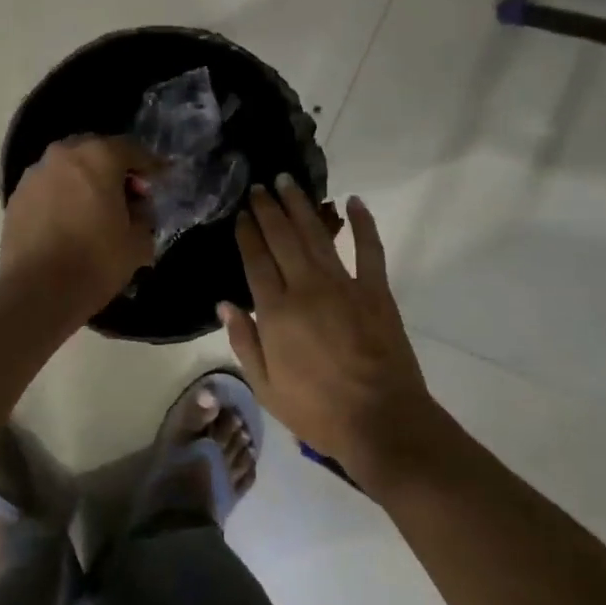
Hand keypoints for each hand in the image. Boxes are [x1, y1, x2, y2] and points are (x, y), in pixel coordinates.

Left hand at [0, 136, 159, 315]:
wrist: (36, 293)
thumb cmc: (95, 262)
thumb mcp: (138, 242)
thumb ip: (144, 215)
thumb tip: (136, 208)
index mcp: (98, 157)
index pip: (132, 149)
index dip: (150, 165)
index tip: (160, 181)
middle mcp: (63, 155)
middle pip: (96, 152)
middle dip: (115, 169)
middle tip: (128, 195)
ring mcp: (34, 175)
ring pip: (69, 169)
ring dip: (86, 182)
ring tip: (97, 211)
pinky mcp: (16, 198)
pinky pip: (49, 188)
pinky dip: (63, 197)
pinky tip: (70, 223)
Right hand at [221, 177, 437, 486]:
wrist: (381, 422)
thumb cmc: (317, 411)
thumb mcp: (265, 387)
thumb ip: (244, 342)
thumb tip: (224, 304)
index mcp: (276, 313)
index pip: (256, 261)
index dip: (248, 233)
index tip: (242, 213)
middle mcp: (307, 289)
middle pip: (283, 239)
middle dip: (269, 210)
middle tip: (260, 186)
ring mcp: (345, 286)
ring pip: (318, 236)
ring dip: (301, 207)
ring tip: (288, 183)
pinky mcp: (376, 291)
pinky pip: (369, 249)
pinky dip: (363, 224)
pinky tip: (354, 202)